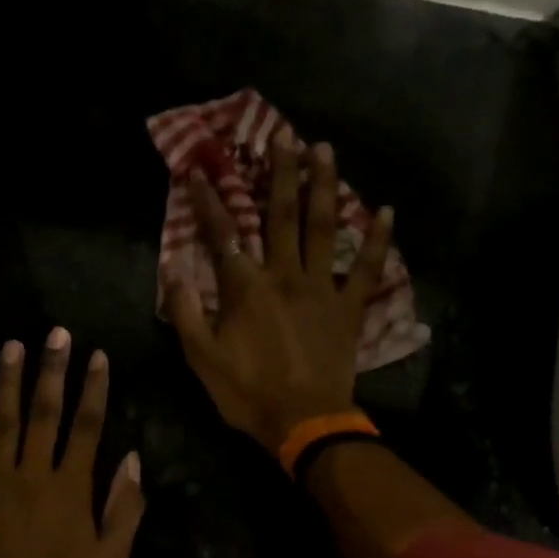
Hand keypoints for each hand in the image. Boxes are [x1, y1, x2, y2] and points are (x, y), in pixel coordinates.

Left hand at [0, 327, 144, 557]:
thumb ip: (125, 506)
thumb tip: (133, 458)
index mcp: (72, 488)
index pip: (87, 425)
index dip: (93, 388)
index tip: (97, 356)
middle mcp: (34, 474)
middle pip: (45, 412)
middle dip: (52, 369)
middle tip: (55, 333)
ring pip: (2, 422)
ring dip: (6, 381)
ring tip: (11, 346)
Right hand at [162, 139, 394, 454]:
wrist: (302, 422)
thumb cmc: (247, 393)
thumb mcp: (201, 358)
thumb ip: (185, 311)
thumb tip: (172, 269)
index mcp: (245, 288)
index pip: (223, 234)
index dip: (209, 201)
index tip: (200, 169)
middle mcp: (284, 275)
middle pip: (282, 215)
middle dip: (280, 173)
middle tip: (283, 135)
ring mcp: (322, 288)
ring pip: (324, 228)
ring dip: (324, 186)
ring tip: (325, 150)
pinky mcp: (349, 308)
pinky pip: (367, 268)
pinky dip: (377, 240)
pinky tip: (386, 211)